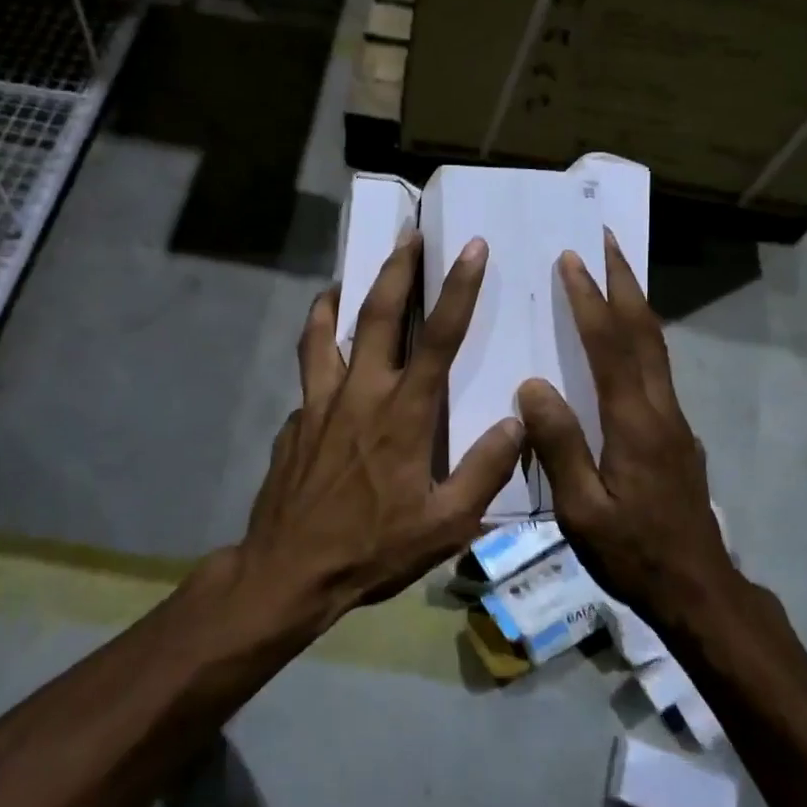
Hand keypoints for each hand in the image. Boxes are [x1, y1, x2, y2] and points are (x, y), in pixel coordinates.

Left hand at [238, 232, 524, 630]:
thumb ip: (485, 470)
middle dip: (397, 269)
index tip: (470, 248)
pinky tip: (327, 364)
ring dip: (337, 298)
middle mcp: (360, 393)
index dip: (458, 289)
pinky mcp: (295, 420)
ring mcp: (320, 403)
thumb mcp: (446, 525)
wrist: (289, 571)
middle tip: (408, 235)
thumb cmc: (373, 549)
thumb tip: (518, 421)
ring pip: (325, 332)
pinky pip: (308, 373)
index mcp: (403, 414)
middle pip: (378, 316)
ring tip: (342, 280)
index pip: (440, 338)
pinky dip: (318, 355)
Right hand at [516, 232, 733, 630]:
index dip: (590, 300)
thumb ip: (559, 445)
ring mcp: (674, 421)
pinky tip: (626, 342)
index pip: (609, 346)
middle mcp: (660, 409)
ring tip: (617, 274)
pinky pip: (657, 370)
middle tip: (608, 240)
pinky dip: (640, 337)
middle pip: (644, 332)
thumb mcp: (582, 510)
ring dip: (636, 304)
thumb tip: (533, 386)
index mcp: (633, 423)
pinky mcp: (677, 435)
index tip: (572, 260)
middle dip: (625, 282)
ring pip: (656, 347)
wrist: (699, 590)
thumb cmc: (633, 553)